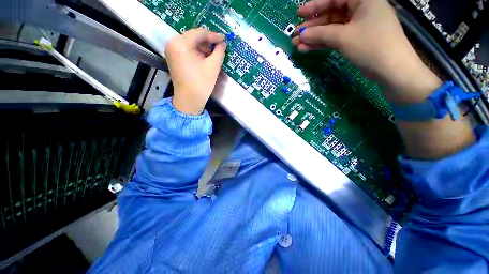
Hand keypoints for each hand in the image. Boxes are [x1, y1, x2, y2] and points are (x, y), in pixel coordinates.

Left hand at [165, 28, 225, 114]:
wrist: (189, 100)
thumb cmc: (201, 84)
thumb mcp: (213, 66)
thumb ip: (219, 52)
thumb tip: (223, 44)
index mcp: (180, 43)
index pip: (199, 33)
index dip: (214, 36)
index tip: (224, 39)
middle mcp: (172, 43)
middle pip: (194, 37)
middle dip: (208, 42)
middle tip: (220, 47)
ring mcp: (172, 51)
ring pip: (191, 44)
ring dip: (204, 48)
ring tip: (215, 53)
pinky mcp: (174, 58)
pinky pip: (187, 50)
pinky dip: (198, 53)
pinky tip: (206, 58)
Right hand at [292, 0, 440, 102]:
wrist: (390, 69)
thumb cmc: (370, 45)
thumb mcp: (343, 37)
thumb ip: (321, 34)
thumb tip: (302, 35)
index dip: (315, 5)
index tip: (299, 14)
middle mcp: (361, 9)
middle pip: (331, 14)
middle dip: (312, 26)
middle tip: (296, 35)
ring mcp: (358, 25)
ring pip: (331, 28)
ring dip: (314, 37)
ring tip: (297, 45)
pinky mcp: (355, 39)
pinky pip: (335, 38)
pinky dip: (322, 43)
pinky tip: (308, 48)